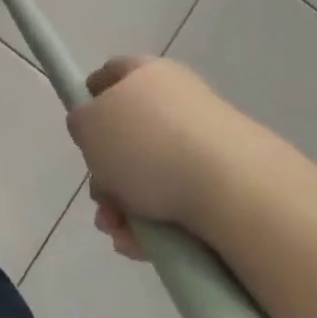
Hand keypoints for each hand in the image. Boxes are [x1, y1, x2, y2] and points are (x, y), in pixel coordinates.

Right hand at [68, 56, 237, 261]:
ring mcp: (206, 137)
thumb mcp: (88, 125)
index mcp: (145, 72)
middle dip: (106, 174)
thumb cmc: (147, 145)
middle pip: (128, 134)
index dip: (90, 103)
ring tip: (121, 233)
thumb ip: (81, 122)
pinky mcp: (227, 177)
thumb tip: (94, 127)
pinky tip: (145, 245)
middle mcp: (177, 97)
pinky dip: (157, 221)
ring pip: (151, 173)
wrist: (235, 188)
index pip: (109, 76)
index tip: (82, 137)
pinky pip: (180, 198)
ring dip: (126, 205)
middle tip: (101, 200)